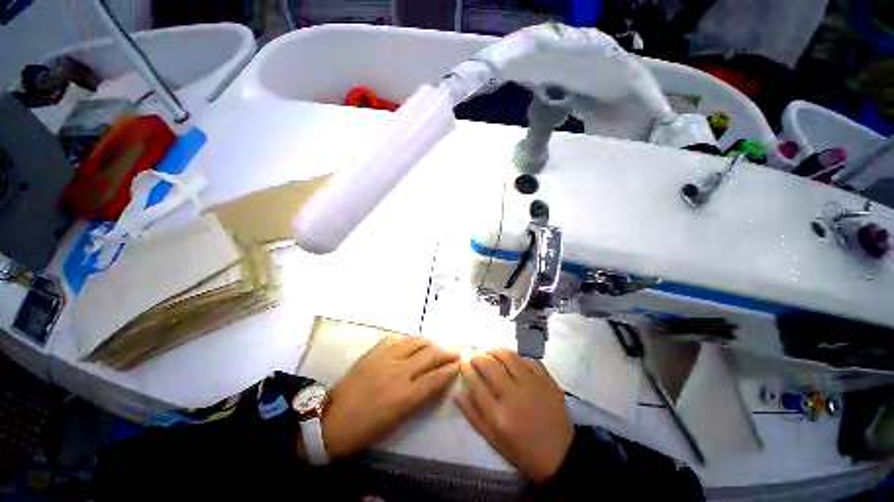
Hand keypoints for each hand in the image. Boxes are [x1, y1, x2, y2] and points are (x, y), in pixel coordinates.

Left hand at [321, 335, 459, 459]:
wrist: (333, 419)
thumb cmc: (368, 428)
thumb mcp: (399, 419)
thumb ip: (422, 397)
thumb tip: (439, 380)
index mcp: (405, 396)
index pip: (436, 377)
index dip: (451, 369)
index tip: (460, 364)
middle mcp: (398, 372)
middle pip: (431, 355)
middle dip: (447, 351)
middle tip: (457, 350)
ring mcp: (386, 357)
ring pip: (416, 341)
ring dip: (431, 343)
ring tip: (438, 345)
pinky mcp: (375, 350)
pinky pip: (399, 339)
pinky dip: (411, 341)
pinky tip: (415, 344)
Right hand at [457, 348, 573, 482]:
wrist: (561, 456)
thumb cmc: (523, 452)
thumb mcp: (494, 441)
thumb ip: (474, 416)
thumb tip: (459, 393)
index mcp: (499, 415)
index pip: (476, 383)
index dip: (466, 367)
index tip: (463, 360)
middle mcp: (514, 396)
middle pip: (490, 365)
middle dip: (478, 356)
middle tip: (474, 354)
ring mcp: (532, 385)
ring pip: (509, 356)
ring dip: (495, 350)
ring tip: (490, 352)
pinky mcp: (547, 380)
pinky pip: (529, 360)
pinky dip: (518, 358)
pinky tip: (514, 362)